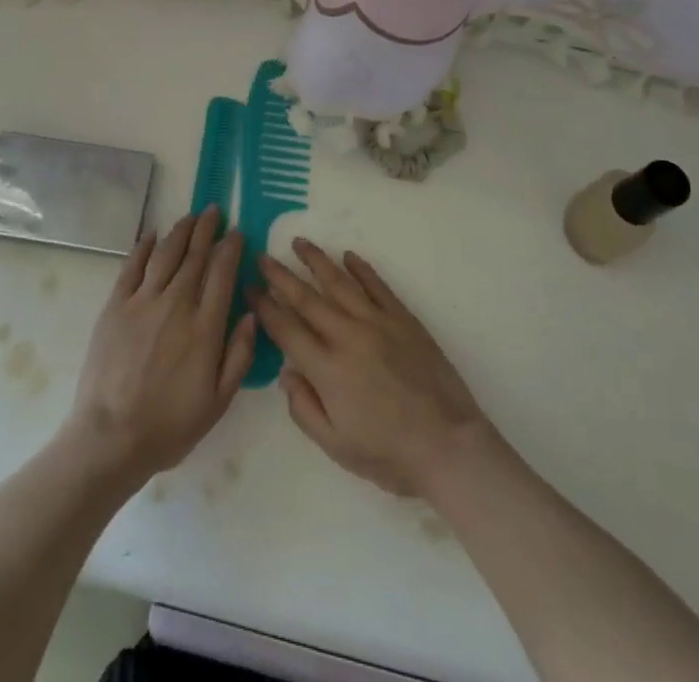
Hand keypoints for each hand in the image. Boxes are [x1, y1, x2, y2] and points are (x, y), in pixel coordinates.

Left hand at [61, 209, 255, 486]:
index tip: (237, 231)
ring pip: (166, 254)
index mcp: (205, 327)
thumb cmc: (169, 425)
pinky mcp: (115, 306)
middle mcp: (176, 304)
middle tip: (214, 210)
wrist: (110, 437)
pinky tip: (152, 235)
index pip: (222, 273)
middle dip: (207, 229)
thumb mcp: (218, 401)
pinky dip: (144, 247)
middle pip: (195, 255)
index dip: (230, 248)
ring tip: (190, 216)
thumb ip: (239, 355)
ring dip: (181, 231)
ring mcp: (143, 302)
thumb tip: (251, 313)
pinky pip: (132, 267)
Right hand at [251, 238, 493, 499]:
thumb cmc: (388, 455)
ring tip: (299, 242)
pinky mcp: (403, 319)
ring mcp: (377, 323)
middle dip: (281, 276)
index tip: (250, 288)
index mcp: (327, 369)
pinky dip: (362, 269)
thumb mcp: (335, 446)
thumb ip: (304, 408)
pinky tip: (348, 257)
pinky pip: (377, 286)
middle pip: (307, 298)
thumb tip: (286, 372)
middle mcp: (348, 336)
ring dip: (317, 261)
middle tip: (263, 257)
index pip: (286, 329)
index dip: (265, 306)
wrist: (448, 446)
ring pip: (340, 283)